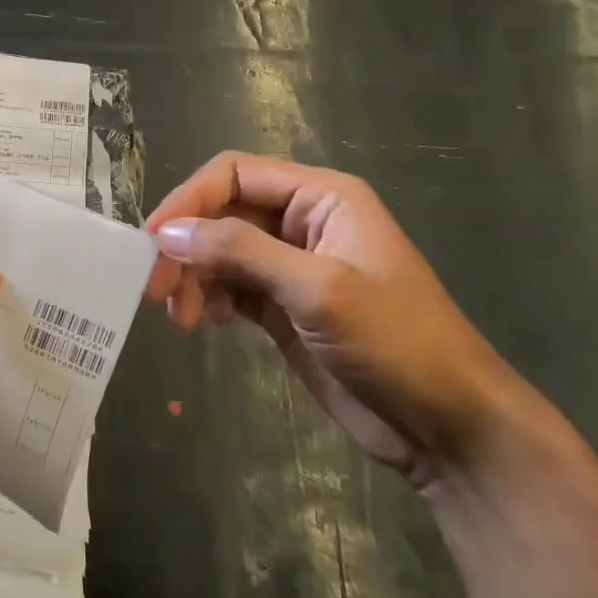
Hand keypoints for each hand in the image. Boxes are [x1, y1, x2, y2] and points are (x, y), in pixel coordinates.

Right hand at [146, 152, 517, 487]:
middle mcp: (302, 221)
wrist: (446, 422)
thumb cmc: (395, 342)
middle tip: (158, 292)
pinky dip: (212, 298)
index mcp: (321, 197)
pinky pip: (232, 285)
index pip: (233, 175)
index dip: (188, 201)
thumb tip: (168, 233)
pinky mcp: (284, 305)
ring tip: (185, 320)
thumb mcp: (317, 288)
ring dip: (194, 278)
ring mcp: (292, 265)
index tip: (151, 243)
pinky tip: (213, 324)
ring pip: (220, 251)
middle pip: (222, 213)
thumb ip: (241, 252)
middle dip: (186, 247)